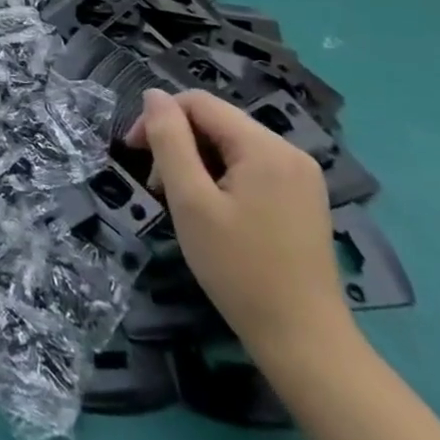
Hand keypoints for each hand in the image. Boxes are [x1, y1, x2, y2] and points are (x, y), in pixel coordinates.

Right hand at [127, 89, 351, 360]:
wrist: (305, 343)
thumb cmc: (239, 269)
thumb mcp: (190, 200)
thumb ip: (169, 140)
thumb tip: (154, 95)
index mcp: (265, 147)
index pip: (198, 103)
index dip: (159, 118)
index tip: (134, 153)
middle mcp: (289, 152)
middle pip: (215, 123)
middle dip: (178, 144)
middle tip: (157, 188)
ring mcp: (300, 177)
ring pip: (229, 146)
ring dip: (196, 163)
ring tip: (181, 203)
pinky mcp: (302, 200)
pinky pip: (249, 168)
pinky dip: (220, 179)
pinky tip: (211, 212)